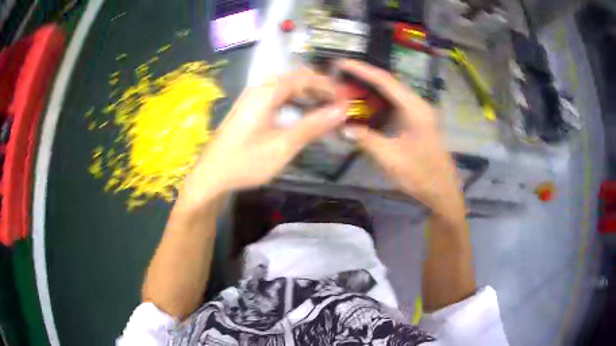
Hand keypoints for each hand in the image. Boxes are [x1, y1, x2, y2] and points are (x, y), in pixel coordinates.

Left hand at [183, 70, 346, 201]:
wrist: (211, 176)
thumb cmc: (246, 162)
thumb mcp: (283, 146)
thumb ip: (313, 125)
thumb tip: (342, 111)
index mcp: (266, 92)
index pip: (305, 78)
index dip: (328, 86)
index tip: (346, 99)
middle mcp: (258, 88)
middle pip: (295, 78)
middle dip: (319, 88)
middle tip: (338, 103)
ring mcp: (251, 98)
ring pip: (286, 86)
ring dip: (307, 93)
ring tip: (325, 107)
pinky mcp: (248, 109)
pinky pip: (277, 96)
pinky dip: (294, 101)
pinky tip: (301, 113)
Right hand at [338, 60, 463, 216]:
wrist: (442, 191)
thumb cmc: (420, 175)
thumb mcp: (391, 158)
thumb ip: (366, 139)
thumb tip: (343, 126)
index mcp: (415, 109)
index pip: (385, 81)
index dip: (362, 70)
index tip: (341, 63)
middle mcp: (418, 104)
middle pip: (389, 83)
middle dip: (364, 77)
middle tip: (340, 75)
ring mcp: (419, 112)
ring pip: (392, 93)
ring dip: (371, 89)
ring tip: (348, 87)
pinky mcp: (417, 121)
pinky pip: (395, 104)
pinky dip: (378, 102)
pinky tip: (365, 105)